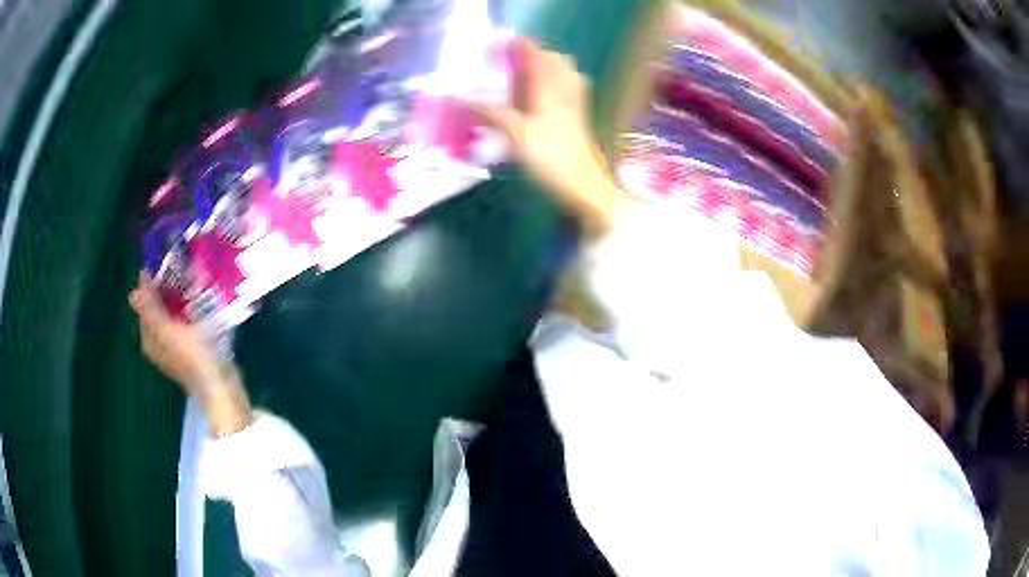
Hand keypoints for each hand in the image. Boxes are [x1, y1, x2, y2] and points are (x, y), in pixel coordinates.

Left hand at [130, 272, 251, 436]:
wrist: (220, 385)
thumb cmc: (192, 356)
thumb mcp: (167, 330)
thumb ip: (150, 310)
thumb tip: (133, 291)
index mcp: (150, 339)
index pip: (145, 304)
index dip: (152, 284)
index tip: (166, 264)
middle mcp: (160, 343)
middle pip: (159, 308)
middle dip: (169, 289)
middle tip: (183, 269)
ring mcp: (177, 347)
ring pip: (174, 314)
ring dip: (182, 297)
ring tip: (195, 280)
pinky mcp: (194, 349)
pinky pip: (188, 321)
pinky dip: (193, 309)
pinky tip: (205, 301)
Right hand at [476, 37, 627, 237]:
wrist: (583, 185)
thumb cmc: (550, 157)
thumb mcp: (515, 134)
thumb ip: (490, 112)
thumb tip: (460, 97)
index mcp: (550, 87)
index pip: (536, 54)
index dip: (521, 44)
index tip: (502, 41)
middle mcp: (566, 89)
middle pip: (555, 59)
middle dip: (535, 53)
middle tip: (513, 59)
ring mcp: (576, 103)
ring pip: (565, 73)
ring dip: (547, 67)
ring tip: (526, 74)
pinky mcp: (579, 117)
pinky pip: (569, 89)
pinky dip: (556, 83)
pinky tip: (542, 96)